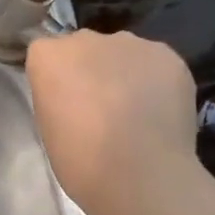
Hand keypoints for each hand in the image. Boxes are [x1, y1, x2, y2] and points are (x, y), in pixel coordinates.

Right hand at [25, 31, 201, 214]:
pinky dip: (156, 81)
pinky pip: (155, 63)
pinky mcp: (168, 56)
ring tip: (135, 111)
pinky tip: (159, 111)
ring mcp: (131, 43)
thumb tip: (77, 96)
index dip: (56, 78)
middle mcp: (86, 39)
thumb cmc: (81, 161)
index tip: (64, 103)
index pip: (46, 54)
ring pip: (122, 52)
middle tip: (100, 107)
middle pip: (84, 47)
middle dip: (89, 69)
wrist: (141, 176)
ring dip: (123, 72)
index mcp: (48, 56)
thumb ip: (58, 97)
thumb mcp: (49, 126)